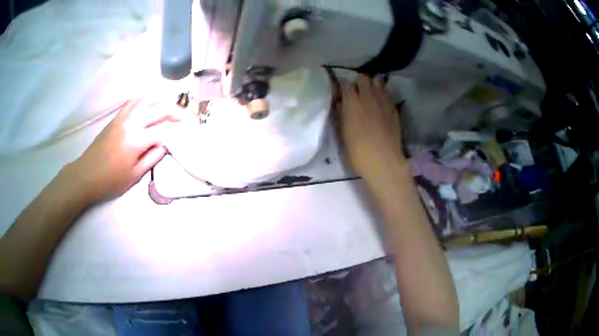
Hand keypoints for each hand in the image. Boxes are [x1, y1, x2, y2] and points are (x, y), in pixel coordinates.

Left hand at [67, 100, 180, 202]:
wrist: (86, 175)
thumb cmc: (110, 181)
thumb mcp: (134, 176)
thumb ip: (152, 158)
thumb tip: (165, 145)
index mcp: (136, 140)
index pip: (164, 130)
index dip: (178, 130)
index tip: (189, 131)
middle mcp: (131, 123)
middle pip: (158, 108)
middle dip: (175, 110)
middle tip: (186, 116)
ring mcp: (122, 117)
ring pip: (146, 100)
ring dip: (161, 101)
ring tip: (171, 107)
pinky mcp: (116, 117)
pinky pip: (134, 102)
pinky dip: (146, 100)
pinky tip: (150, 105)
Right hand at [339, 74, 405, 184]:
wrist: (383, 161)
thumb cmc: (358, 151)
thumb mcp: (343, 133)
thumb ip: (341, 114)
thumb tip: (341, 102)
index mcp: (352, 103)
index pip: (345, 84)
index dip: (342, 84)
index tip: (340, 87)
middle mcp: (368, 98)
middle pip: (363, 78)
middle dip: (358, 80)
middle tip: (356, 88)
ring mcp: (383, 102)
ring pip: (378, 83)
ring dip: (372, 84)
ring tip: (369, 91)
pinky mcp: (394, 109)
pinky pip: (387, 94)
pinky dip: (382, 93)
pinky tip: (381, 100)